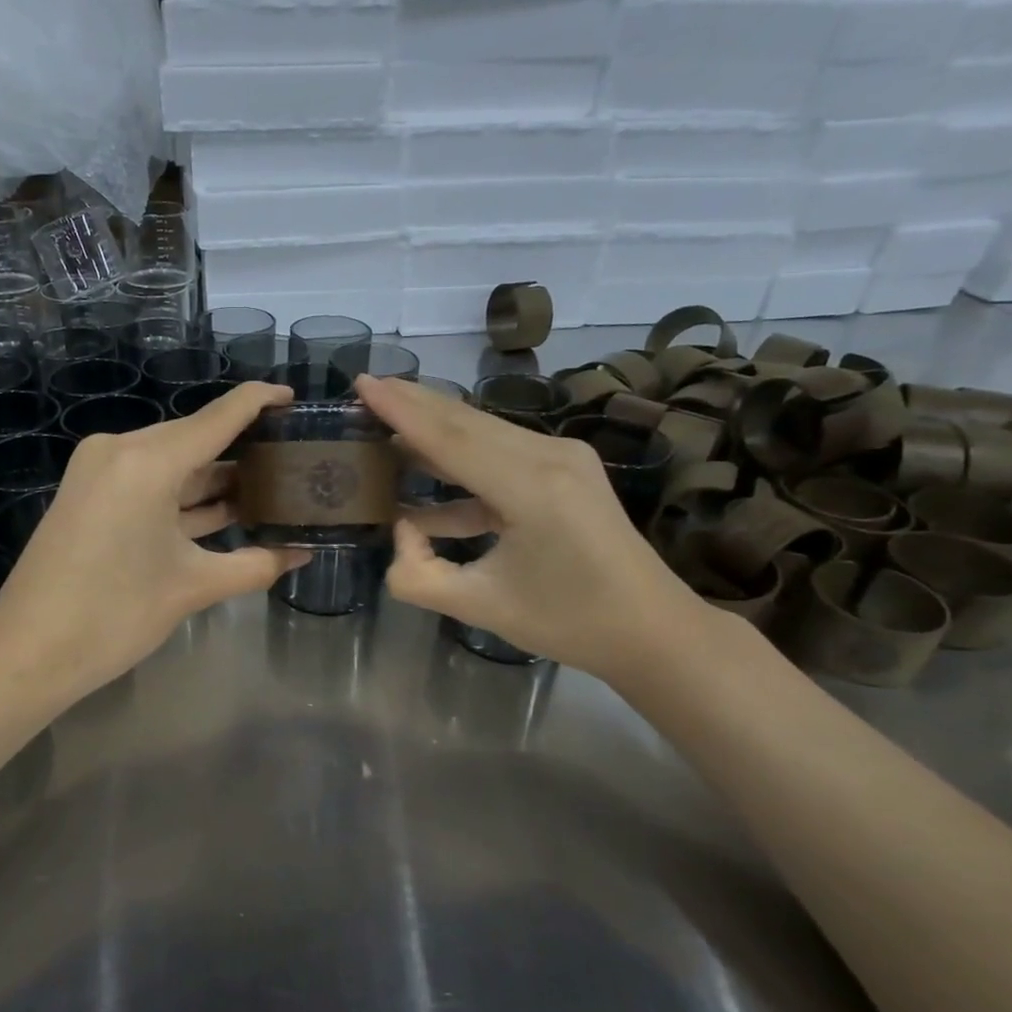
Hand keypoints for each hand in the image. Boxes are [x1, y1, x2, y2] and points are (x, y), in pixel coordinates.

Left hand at [0, 382, 309, 703]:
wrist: (28, 653)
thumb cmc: (115, 616)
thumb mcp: (192, 588)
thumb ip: (255, 565)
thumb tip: (303, 554)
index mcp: (148, 461)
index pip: (219, 417)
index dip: (260, 401)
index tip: (295, 398)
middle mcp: (121, 450)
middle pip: (195, 439)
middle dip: (243, 452)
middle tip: (293, 462)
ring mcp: (100, 471)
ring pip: (173, 464)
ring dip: (215, 479)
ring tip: (270, 488)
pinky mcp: (90, 494)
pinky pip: (149, 483)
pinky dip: (184, 497)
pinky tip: (224, 510)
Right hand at [357, 374, 712, 683]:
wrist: (650, 629)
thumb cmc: (568, 623)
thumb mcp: (481, 607)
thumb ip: (419, 574)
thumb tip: (399, 530)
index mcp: (532, 488)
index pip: (451, 438)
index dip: (401, 411)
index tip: (361, 383)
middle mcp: (549, 457)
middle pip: (466, 421)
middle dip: (413, 403)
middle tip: (365, 387)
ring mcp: (562, 458)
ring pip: (482, 432)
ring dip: (433, 427)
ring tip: (384, 419)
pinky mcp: (564, 469)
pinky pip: (500, 453)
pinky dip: (460, 460)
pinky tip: (423, 475)